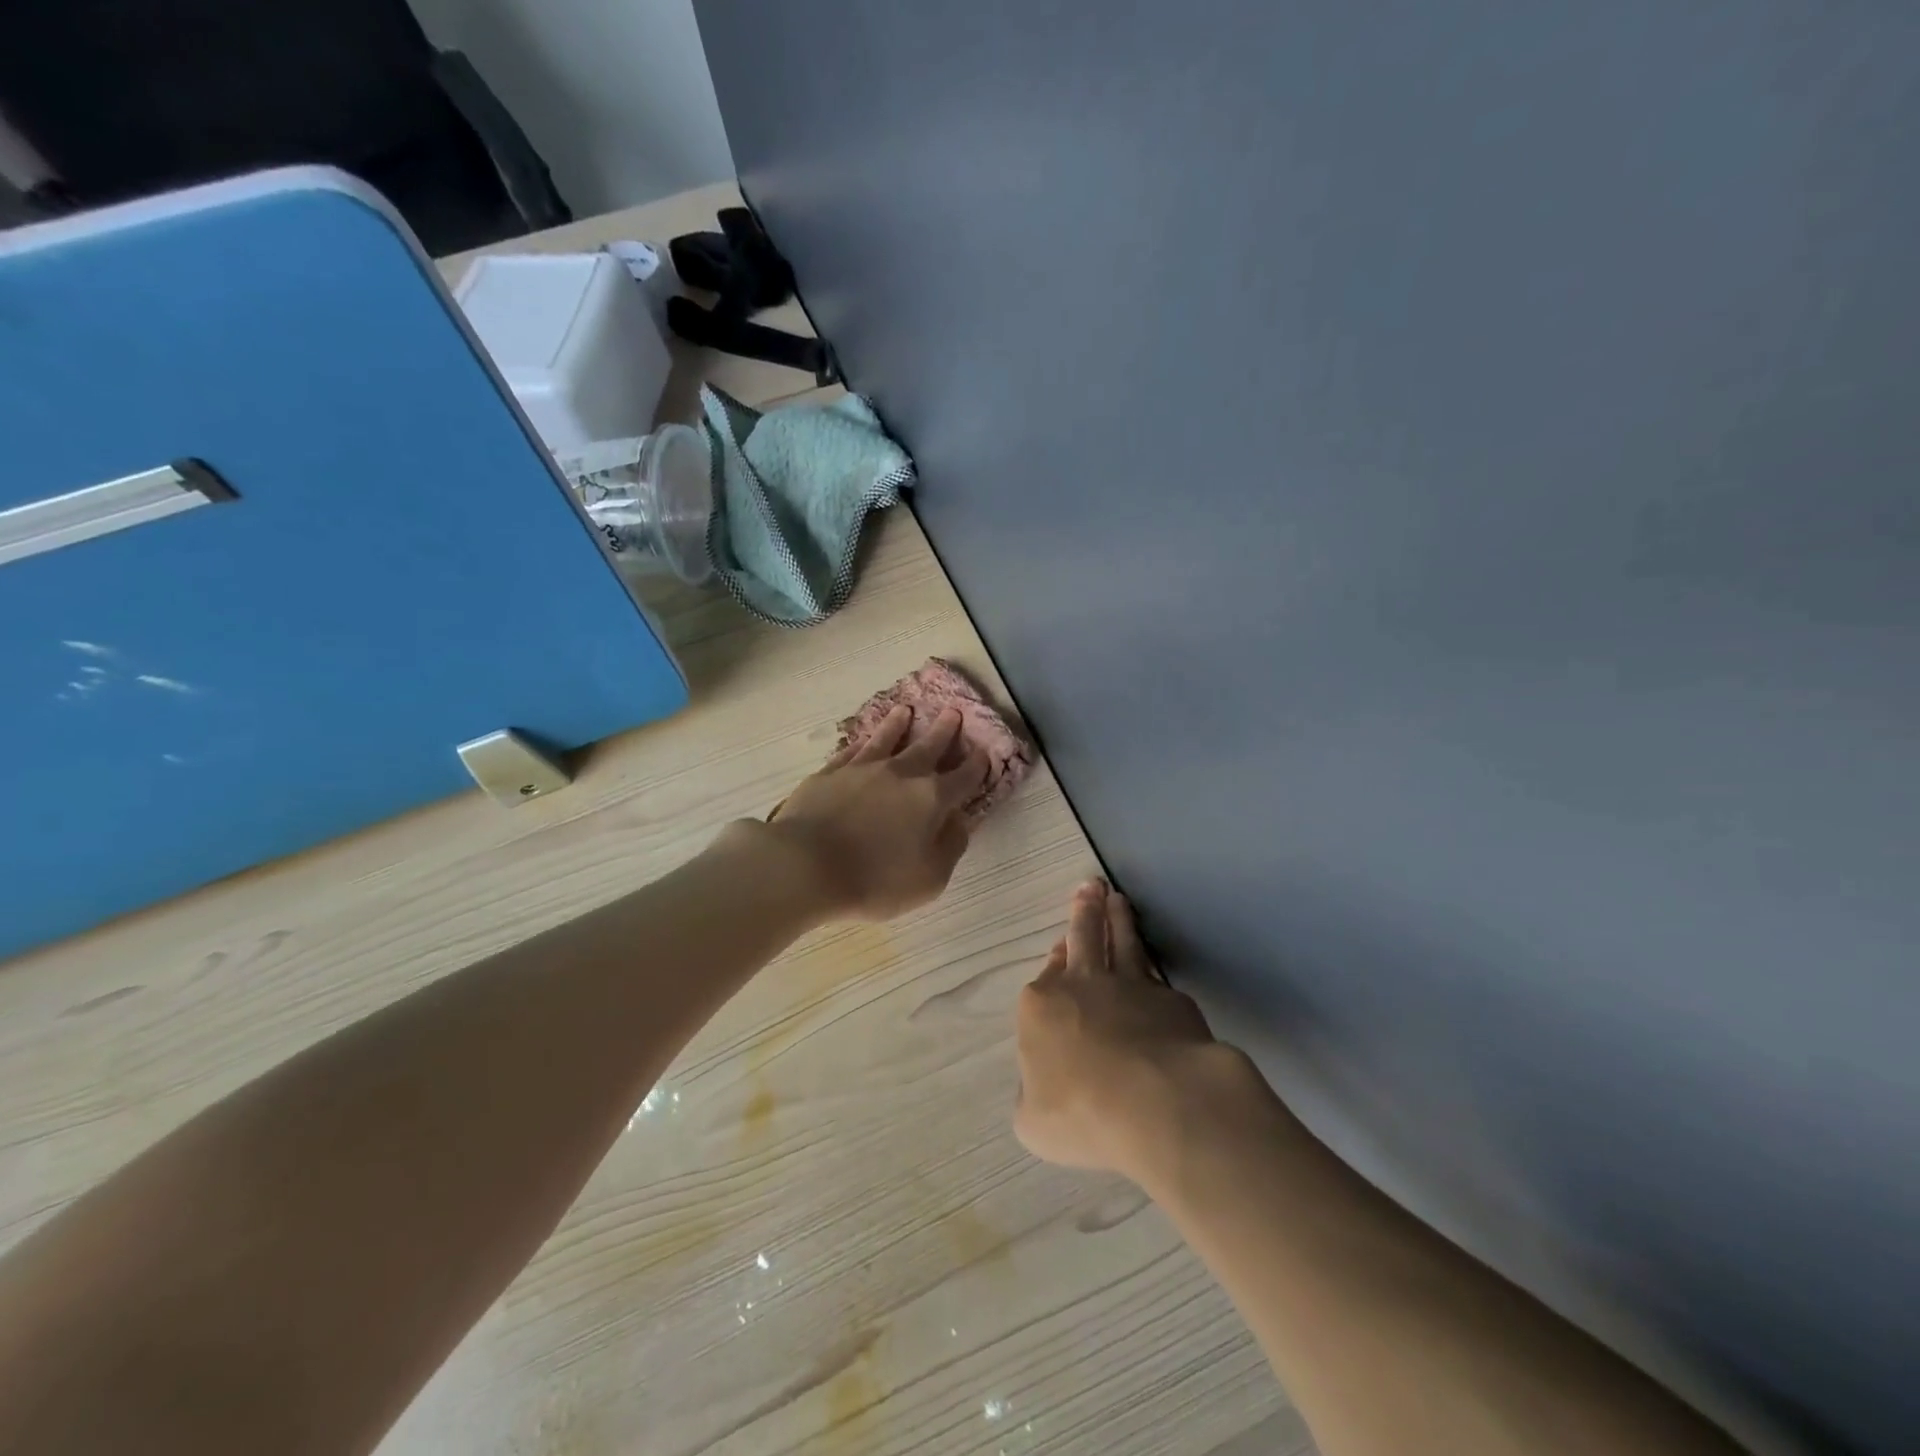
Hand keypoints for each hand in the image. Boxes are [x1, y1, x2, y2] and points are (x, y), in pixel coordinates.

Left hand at [764, 705, 987, 920]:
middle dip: (944, 731)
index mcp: (931, 799)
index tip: (985, 752)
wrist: (805, 865)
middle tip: (953, 712)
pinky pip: (852, 751)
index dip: (977, 766)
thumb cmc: (875, 880)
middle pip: (928, 747)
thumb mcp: (930, 879)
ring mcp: (862, 769)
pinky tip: (863, 740)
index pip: (963, 777)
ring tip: (905, 710)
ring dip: (899, 724)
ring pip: (886, 739)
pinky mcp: (829, 773)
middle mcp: (900, 774)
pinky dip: (862, 742)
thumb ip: (950, 847)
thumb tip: (959, 821)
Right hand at [1014, 880, 1256, 1181]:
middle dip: (1083, 910)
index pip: (1045, 975)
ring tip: (1116, 898)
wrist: (1157, 1102)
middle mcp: (1083, 984)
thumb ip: (1033, 1094)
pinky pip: (1156, 976)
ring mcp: (1130, 987)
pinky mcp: (1170, 999)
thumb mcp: (1034, 1121)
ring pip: (1121, 942)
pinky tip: (1154, 968)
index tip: (1058, 950)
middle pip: (1083, 937)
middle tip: (1090, 886)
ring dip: (1117, 919)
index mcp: (1040, 1005)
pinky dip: (1151, 967)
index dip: (1053, 960)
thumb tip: (1044, 1084)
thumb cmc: (1082, 1113)